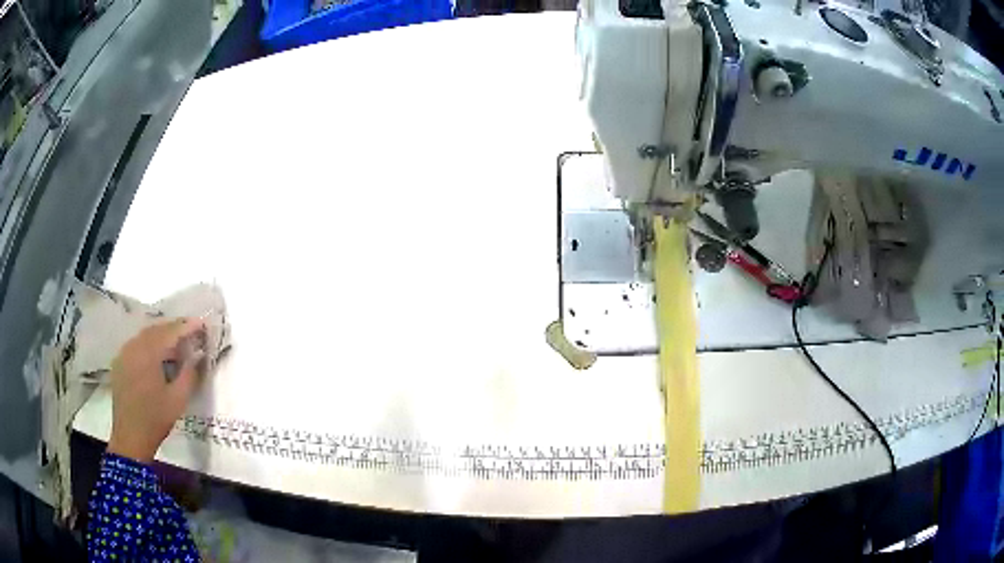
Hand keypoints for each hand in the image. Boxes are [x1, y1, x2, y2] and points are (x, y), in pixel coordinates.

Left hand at [107, 318, 207, 462]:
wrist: (130, 436)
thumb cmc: (156, 419)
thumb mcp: (178, 399)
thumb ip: (190, 373)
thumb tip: (198, 354)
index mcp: (149, 353)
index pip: (171, 332)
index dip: (187, 326)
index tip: (203, 323)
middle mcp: (134, 346)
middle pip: (157, 329)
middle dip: (174, 328)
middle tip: (191, 332)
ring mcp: (124, 352)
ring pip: (145, 335)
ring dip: (162, 336)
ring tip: (176, 343)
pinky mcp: (120, 362)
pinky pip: (136, 345)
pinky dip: (149, 344)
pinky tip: (157, 355)